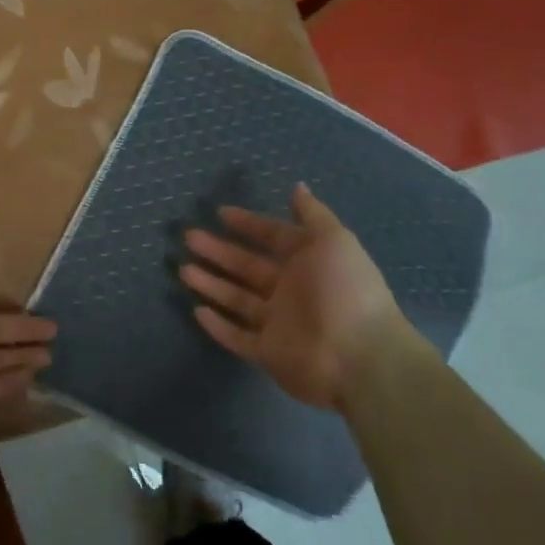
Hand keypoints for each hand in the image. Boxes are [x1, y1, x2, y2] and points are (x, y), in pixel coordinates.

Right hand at [180, 183, 409, 410]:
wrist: (362, 358)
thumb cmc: (345, 291)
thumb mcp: (334, 241)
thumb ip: (312, 215)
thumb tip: (297, 187)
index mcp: (308, 263)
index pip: (272, 238)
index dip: (248, 224)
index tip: (220, 213)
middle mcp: (290, 291)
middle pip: (247, 267)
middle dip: (219, 251)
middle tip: (189, 237)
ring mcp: (278, 324)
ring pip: (236, 299)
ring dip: (211, 284)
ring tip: (183, 269)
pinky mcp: (268, 353)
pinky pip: (238, 337)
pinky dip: (218, 326)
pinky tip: (196, 310)